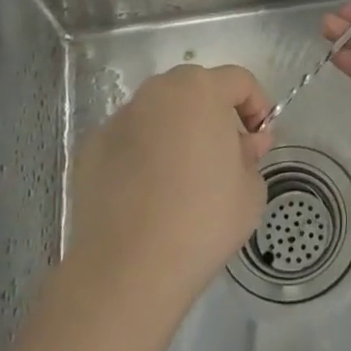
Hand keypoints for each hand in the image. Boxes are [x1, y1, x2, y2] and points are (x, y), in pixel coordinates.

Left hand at [67, 64, 273, 303]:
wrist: (128, 269)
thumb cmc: (203, 221)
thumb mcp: (251, 190)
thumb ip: (251, 155)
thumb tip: (243, 145)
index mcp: (201, 91)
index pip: (239, 80)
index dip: (257, 106)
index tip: (260, 140)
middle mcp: (156, 92)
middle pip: (194, 89)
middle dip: (213, 114)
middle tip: (224, 155)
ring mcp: (118, 119)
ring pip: (157, 113)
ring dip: (175, 131)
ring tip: (182, 177)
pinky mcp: (90, 148)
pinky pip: (127, 141)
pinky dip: (141, 155)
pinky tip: (145, 194)